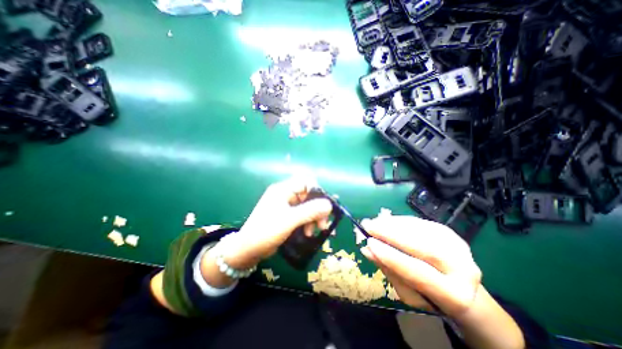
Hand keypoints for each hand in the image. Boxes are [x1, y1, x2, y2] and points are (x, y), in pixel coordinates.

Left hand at [221, 177, 332, 269]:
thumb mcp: (289, 220)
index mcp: (283, 190)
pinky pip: (302, 214)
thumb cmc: (266, 231)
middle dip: (317, 209)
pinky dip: (308, 222)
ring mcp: (286, 205)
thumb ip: (310, 211)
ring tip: (313, 232)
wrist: (248, 250)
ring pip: (307, 206)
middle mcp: (285, 194)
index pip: (306, 182)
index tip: (324, 207)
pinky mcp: (287, 216)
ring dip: (313, 218)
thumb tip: (329, 204)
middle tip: (322, 225)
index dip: (317, 192)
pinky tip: (309, 233)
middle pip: (308, 195)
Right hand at [363, 215, 481, 315]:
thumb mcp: (408, 293)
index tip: (369, 243)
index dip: (391, 256)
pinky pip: (419, 223)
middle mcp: (463, 268)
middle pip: (424, 246)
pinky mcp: (448, 231)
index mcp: (454, 294)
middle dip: (391, 234)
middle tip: (368, 226)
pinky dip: (399, 221)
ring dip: (392, 224)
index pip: (419, 272)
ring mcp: (457, 245)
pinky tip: (385, 221)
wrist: (458, 284)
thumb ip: (389, 271)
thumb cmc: (429, 295)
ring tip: (374, 222)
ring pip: (420, 230)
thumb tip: (367, 250)